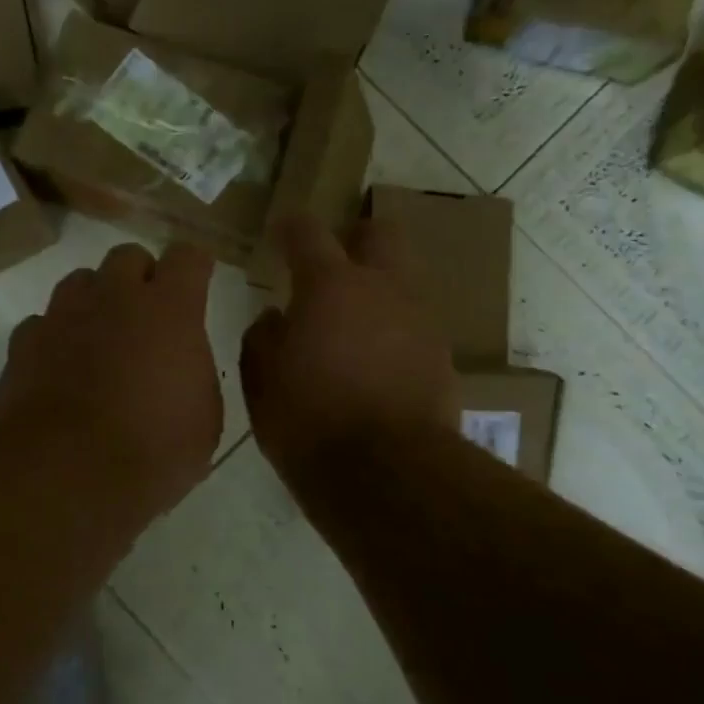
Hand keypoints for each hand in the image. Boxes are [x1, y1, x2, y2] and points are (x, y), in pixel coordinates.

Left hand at [0, 242, 222, 516]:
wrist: (65, 474)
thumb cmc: (152, 450)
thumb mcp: (203, 421)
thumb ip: (194, 375)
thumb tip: (180, 367)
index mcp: (169, 310)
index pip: (187, 257)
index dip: (194, 267)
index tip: (197, 283)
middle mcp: (115, 297)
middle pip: (128, 256)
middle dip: (141, 277)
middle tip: (148, 316)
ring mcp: (64, 315)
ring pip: (81, 281)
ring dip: (96, 299)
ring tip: (101, 337)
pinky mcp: (24, 342)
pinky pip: (43, 322)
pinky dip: (55, 337)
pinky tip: (60, 368)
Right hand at [241, 214, 459, 479]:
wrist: (388, 474)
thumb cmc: (310, 421)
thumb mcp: (262, 382)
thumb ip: (263, 338)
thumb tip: (275, 318)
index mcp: (330, 286)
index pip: (307, 232)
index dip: (290, 228)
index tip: (280, 234)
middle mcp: (382, 288)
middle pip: (380, 234)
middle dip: (356, 239)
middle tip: (334, 265)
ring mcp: (419, 320)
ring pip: (403, 280)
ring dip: (379, 289)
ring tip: (354, 325)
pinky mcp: (442, 355)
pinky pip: (415, 325)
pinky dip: (395, 331)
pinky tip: (377, 363)